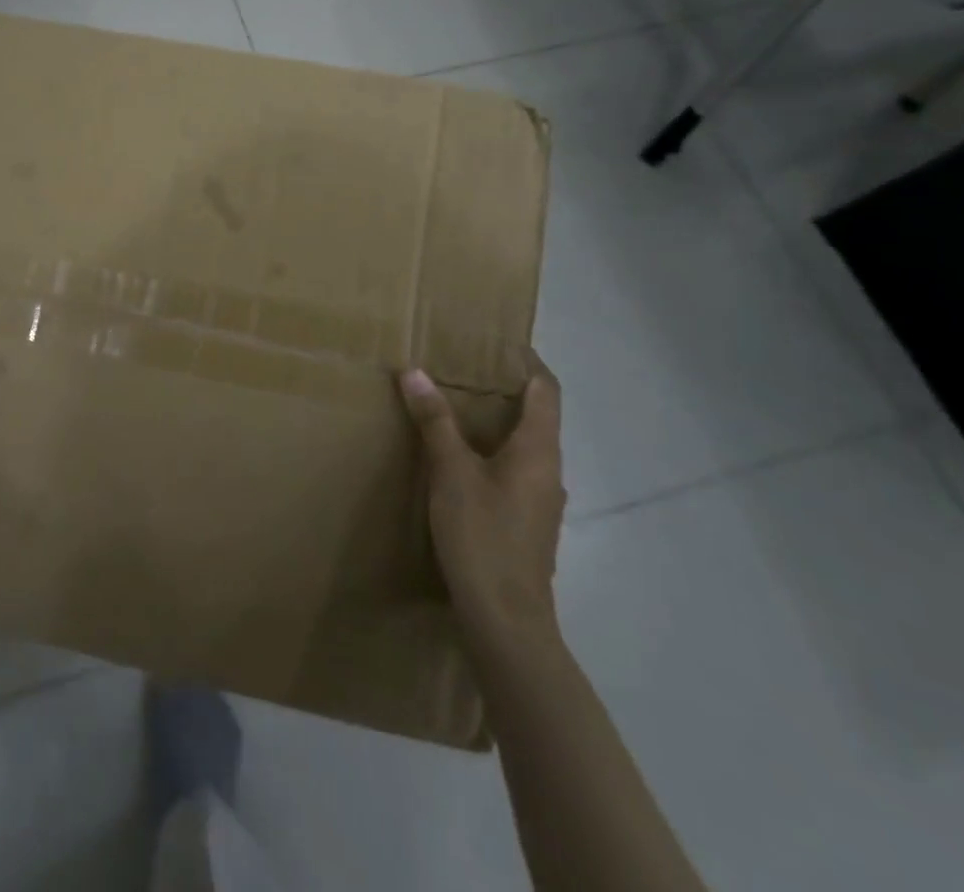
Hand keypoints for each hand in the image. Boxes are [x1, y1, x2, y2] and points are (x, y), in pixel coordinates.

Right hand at [399, 355, 565, 654]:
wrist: (506, 621)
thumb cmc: (483, 536)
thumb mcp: (451, 472)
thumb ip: (435, 421)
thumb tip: (414, 372)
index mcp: (539, 450)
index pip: (546, 390)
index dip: (529, 362)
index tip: (501, 343)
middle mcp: (549, 471)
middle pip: (537, 417)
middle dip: (506, 390)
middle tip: (465, 370)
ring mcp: (542, 501)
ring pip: (525, 447)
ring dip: (498, 423)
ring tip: (458, 409)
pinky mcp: (528, 524)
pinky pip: (515, 472)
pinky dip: (493, 452)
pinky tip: (461, 462)